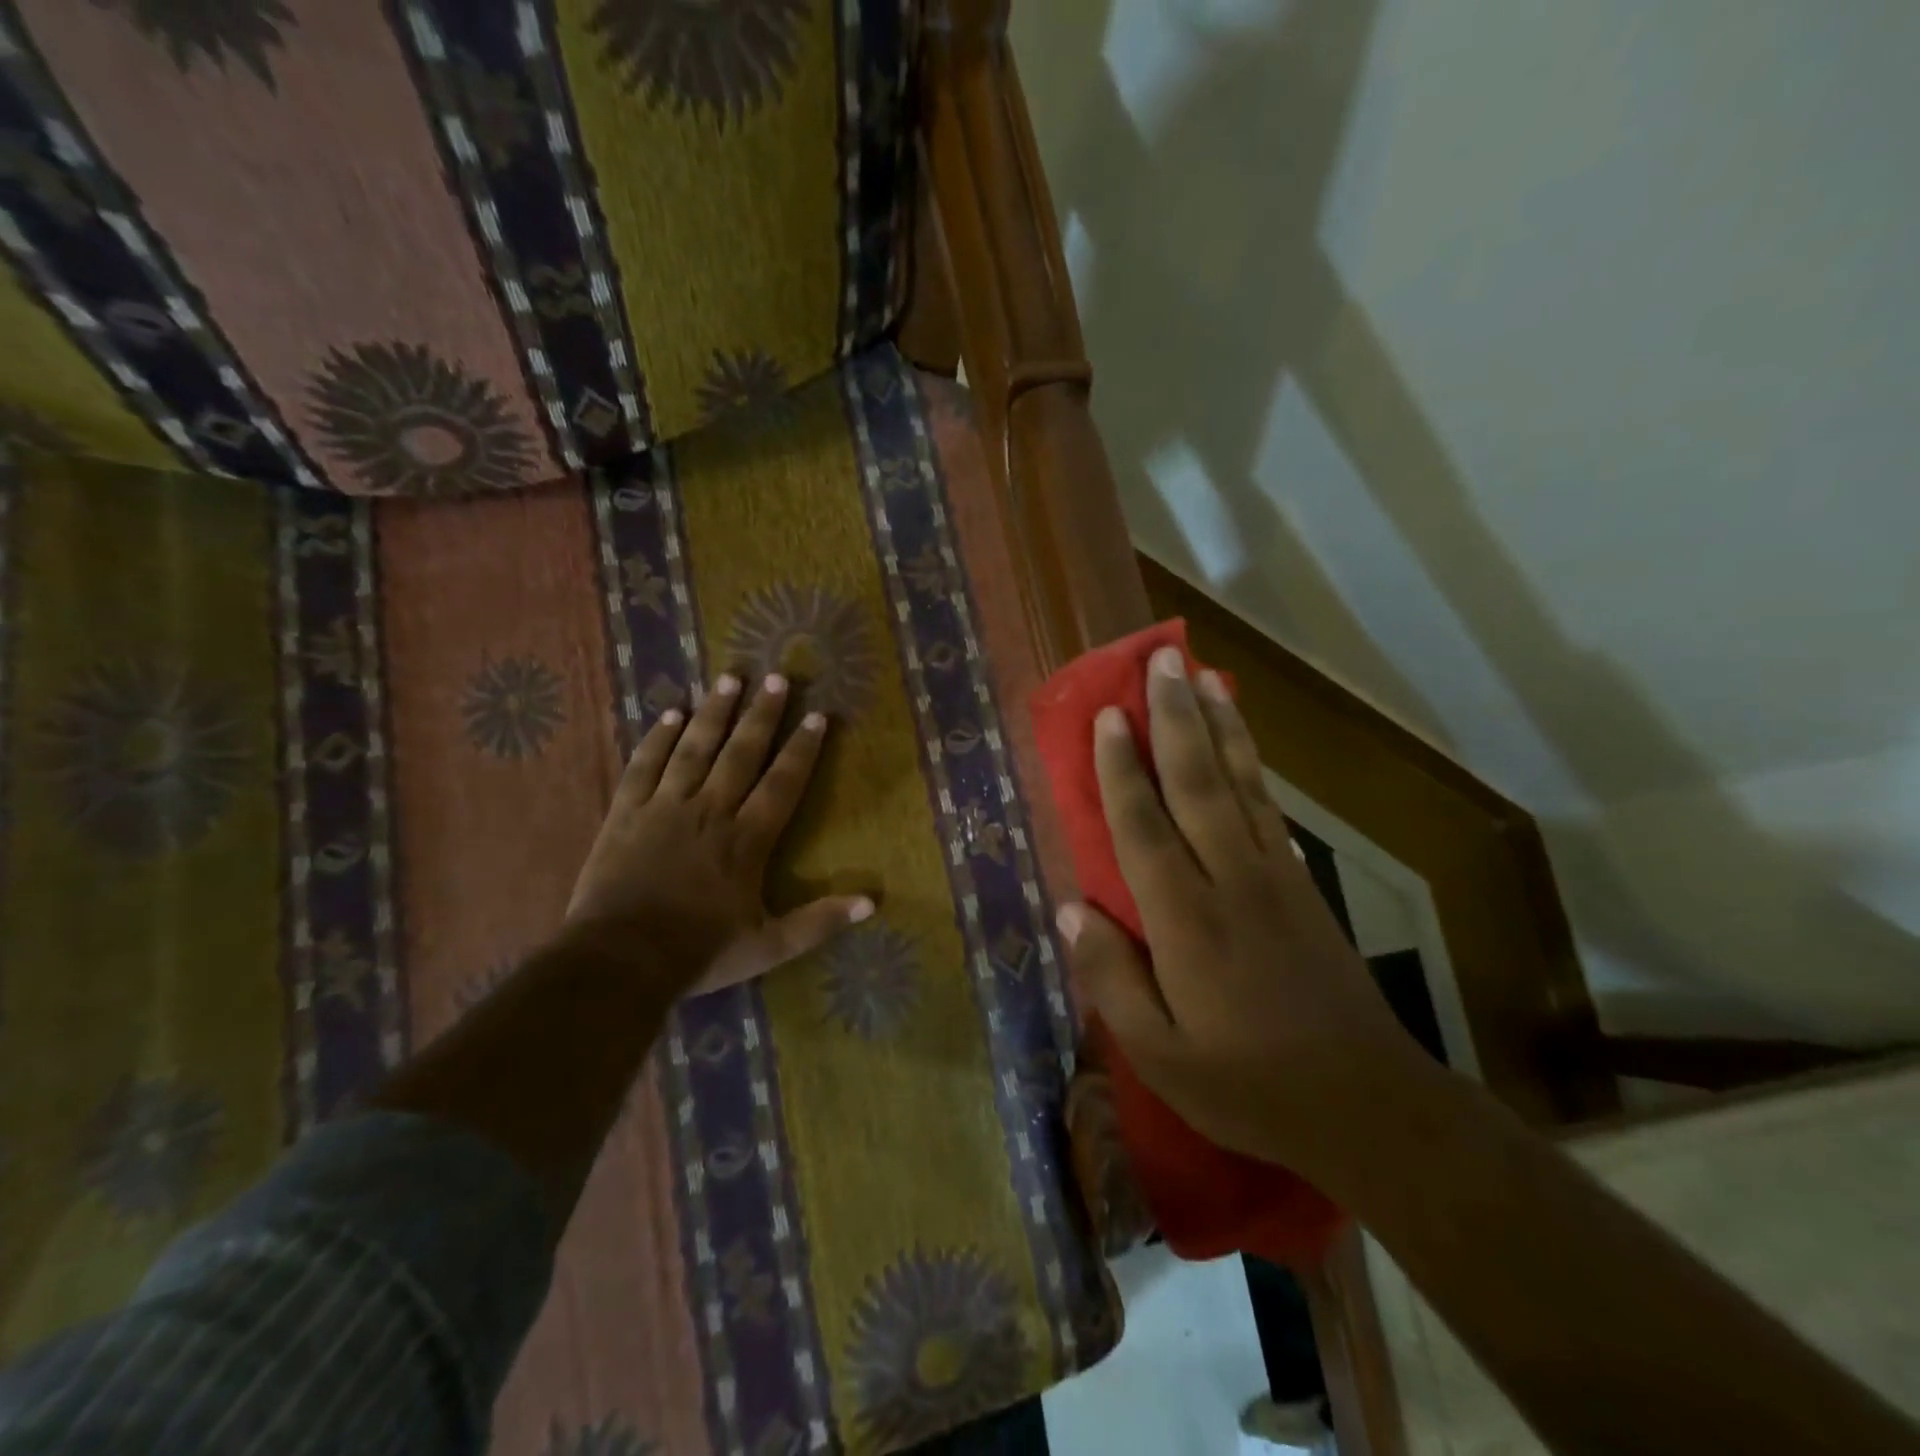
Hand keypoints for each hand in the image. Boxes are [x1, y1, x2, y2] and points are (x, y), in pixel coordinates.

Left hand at [563, 672, 872, 998]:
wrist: (619, 960)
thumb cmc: (699, 952)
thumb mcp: (769, 946)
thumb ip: (819, 922)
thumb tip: (872, 903)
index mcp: (747, 839)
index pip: (783, 783)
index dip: (803, 748)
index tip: (818, 716)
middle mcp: (711, 810)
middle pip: (742, 753)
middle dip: (763, 714)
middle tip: (778, 678)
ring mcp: (666, 807)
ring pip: (695, 748)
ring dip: (715, 712)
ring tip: (730, 678)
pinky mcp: (626, 812)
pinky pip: (645, 765)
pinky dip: (659, 738)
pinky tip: (671, 713)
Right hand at [1057, 646, 1427, 1182]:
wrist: (1367, 1103)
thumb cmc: (1249, 1084)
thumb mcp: (1160, 1054)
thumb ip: (1111, 978)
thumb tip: (1071, 908)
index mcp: (1187, 920)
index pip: (1144, 826)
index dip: (1121, 767)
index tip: (1109, 714)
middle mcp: (1231, 880)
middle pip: (1198, 782)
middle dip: (1176, 717)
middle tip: (1161, 660)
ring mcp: (1274, 876)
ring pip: (1240, 783)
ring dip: (1219, 724)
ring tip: (1203, 675)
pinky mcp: (1302, 885)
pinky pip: (1267, 807)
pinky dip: (1250, 763)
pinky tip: (1241, 740)